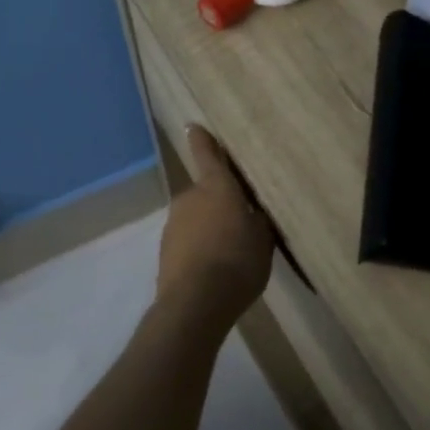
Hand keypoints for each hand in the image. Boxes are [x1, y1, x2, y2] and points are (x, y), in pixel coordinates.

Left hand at [155, 126, 274, 334]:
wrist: (195, 304)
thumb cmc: (238, 261)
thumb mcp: (263, 238)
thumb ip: (258, 219)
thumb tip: (253, 210)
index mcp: (216, 187)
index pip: (207, 154)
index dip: (202, 140)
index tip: (193, 126)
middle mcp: (190, 198)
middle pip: (206, 192)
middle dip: (220, 201)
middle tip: (241, 218)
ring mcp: (173, 224)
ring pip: (196, 217)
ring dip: (209, 227)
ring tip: (230, 251)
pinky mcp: (165, 251)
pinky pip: (188, 241)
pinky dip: (200, 248)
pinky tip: (215, 268)